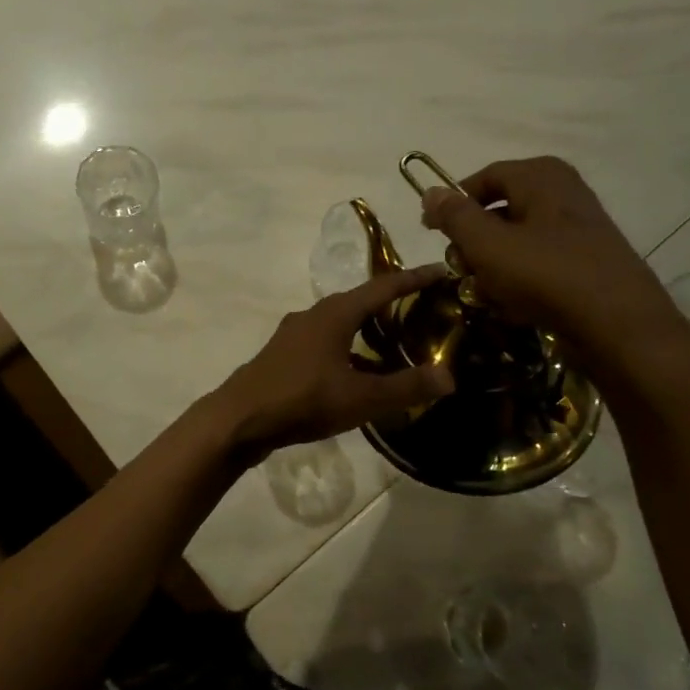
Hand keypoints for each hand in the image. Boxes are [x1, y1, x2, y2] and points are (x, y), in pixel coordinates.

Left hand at [212, 265, 456, 461]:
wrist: (240, 418)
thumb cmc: (302, 400)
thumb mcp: (361, 398)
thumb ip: (406, 387)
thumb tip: (449, 377)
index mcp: (334, 314)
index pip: (382, 287)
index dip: (413, 278)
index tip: (439, 270)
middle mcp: (313, 315)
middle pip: (359, 301)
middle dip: (391, 302)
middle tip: (422, 308)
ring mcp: (294, 334)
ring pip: (340, 323)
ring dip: (367, 328)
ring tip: (395, 342)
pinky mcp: (284, 355)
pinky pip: (325, 342)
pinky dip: (348, 348)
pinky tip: (358, 372)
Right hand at [420, 157, 689, 380]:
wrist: (619, 325)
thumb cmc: (546, 274)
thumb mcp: (487, 244)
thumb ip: (455, 216)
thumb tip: (430, 192)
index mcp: (540, 176)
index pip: (482, 179)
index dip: (452, 204)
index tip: (431, 232)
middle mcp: (562, 192)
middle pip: (499, 210)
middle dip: (473, 242)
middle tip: (459, 268)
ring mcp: (578, 227)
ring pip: (517, 240)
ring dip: (493, 266)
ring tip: (484, 293)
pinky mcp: (587, 260)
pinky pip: (539, 262)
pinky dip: (520, 280)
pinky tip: (513, 305)